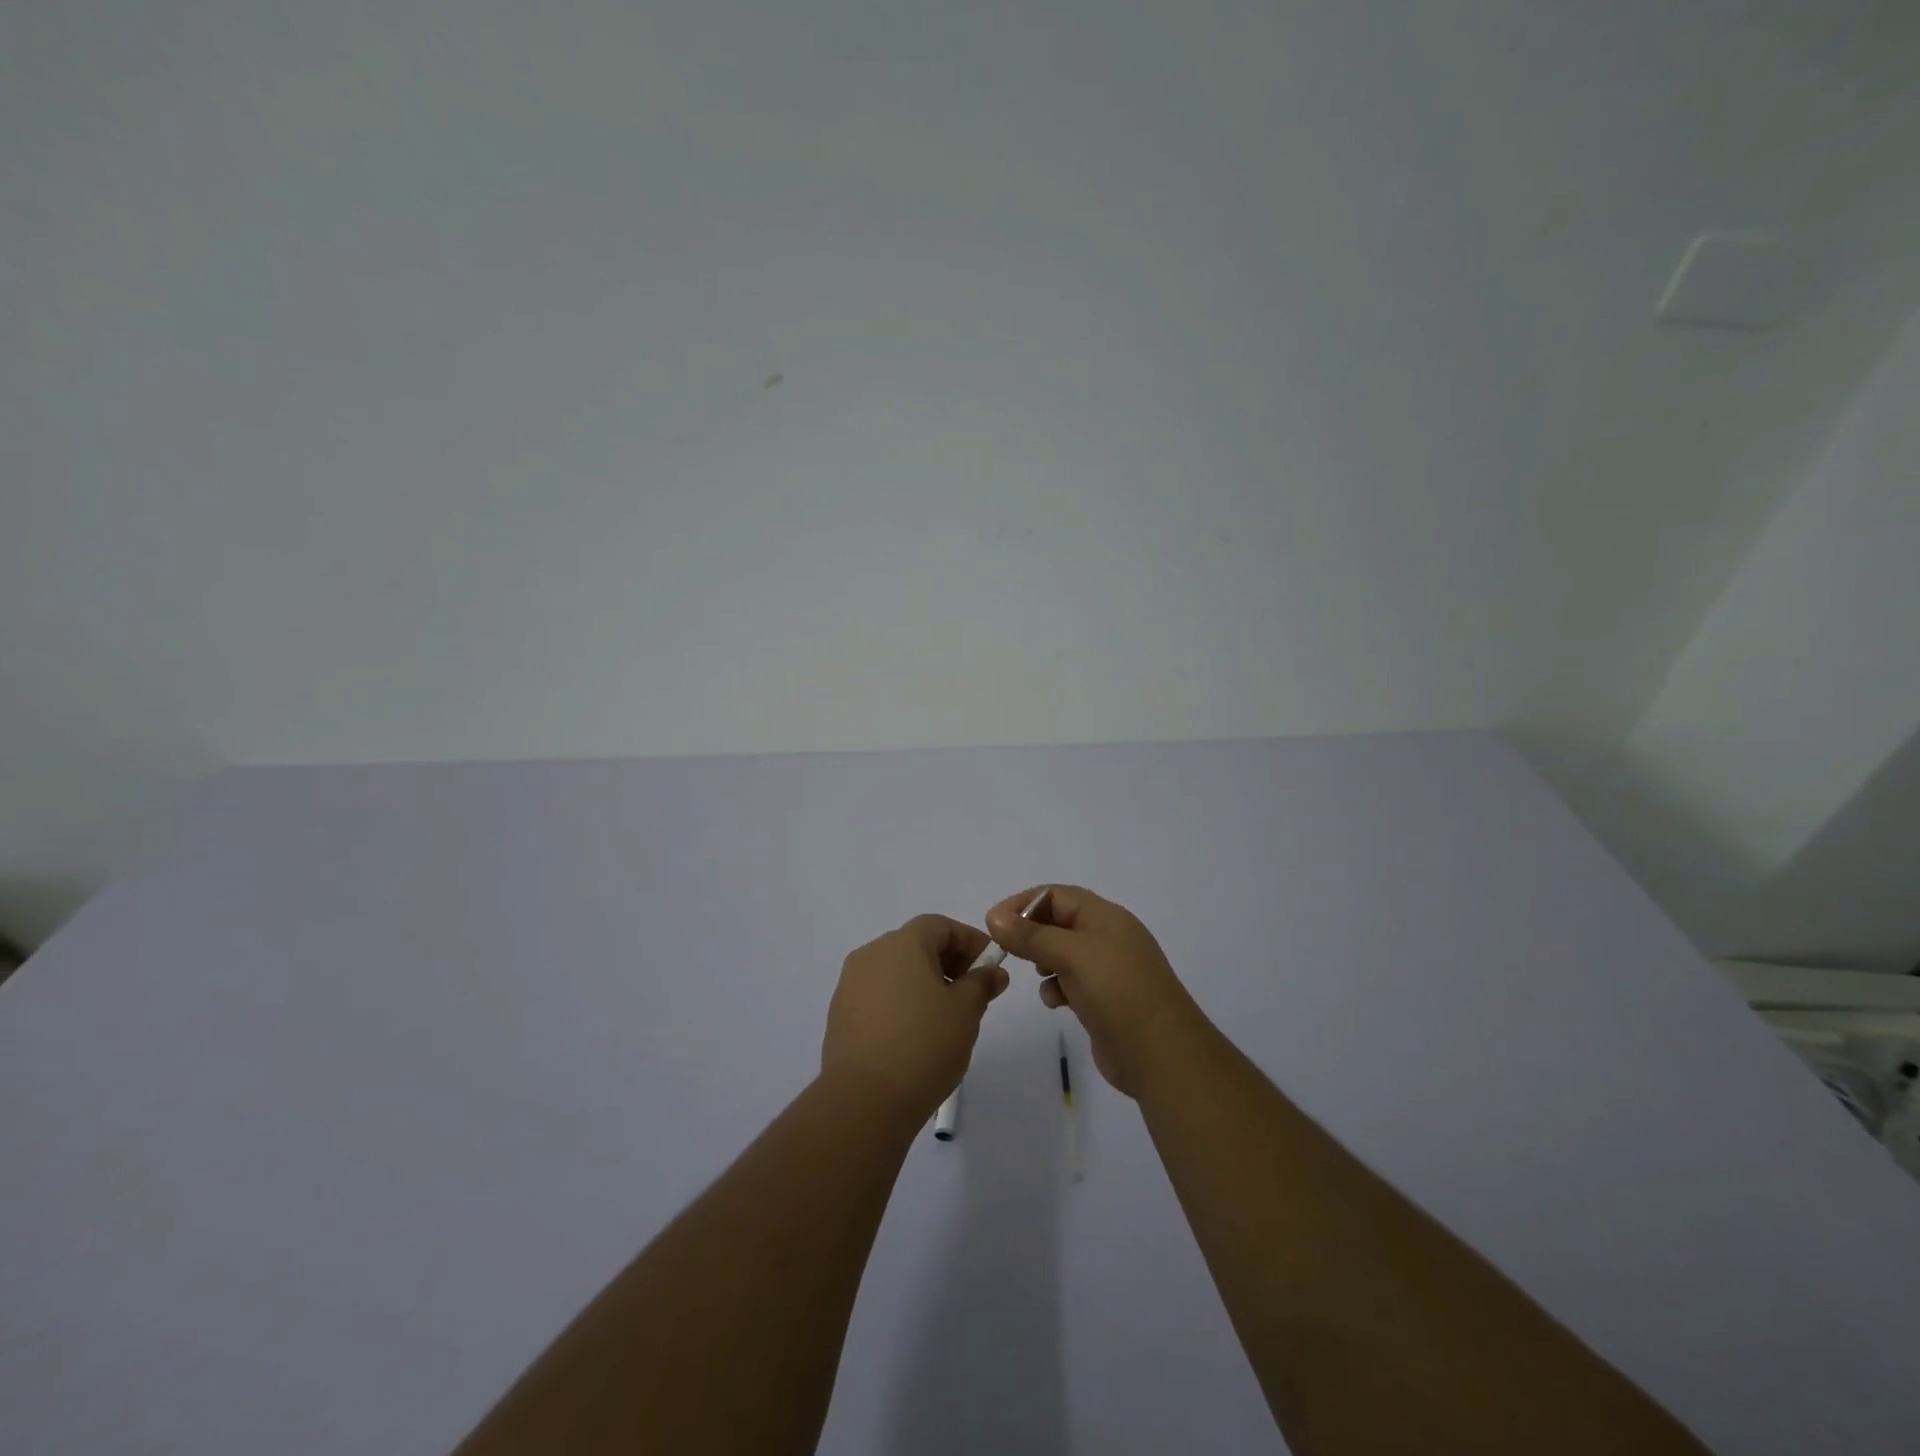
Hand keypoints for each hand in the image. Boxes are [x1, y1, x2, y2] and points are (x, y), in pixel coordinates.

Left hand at [822, 914, 1009, 1119]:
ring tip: (947, 1018)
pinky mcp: (840, 1015)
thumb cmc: (924, 1044)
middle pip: (916, 945)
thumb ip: (981, 984)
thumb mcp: (966, 1011)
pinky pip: (879, 996)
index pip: (940, 925)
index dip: (970, 940)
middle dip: (949, 962)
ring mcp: (850, 985)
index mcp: (901, 943)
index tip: (991, 965)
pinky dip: (902, 1003)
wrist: (865, 1100)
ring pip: (896, 971)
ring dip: (924, 984)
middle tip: (974, 993)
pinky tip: (917, 1035)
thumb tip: (992, 972)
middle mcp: (871, 954)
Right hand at [986, 885, 1206, 1098]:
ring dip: (1043, 960)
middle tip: (1006, 949)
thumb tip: (994, 917)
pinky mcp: (1104, 1000)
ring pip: (1063, 953)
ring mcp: (1108, 970)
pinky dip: (1057, 987)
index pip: (1057, 895)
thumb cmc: (1117, 992)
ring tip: (1037, 974)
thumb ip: (1032, 936)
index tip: (994, 923)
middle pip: (1059, 922)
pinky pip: (1071, 982)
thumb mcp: (1072, 955)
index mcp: (1106, 917)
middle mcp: (1108, 937)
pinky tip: (1055, 1002)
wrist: (1161, 1054)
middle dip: (1031, 933)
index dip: (1024, 903)